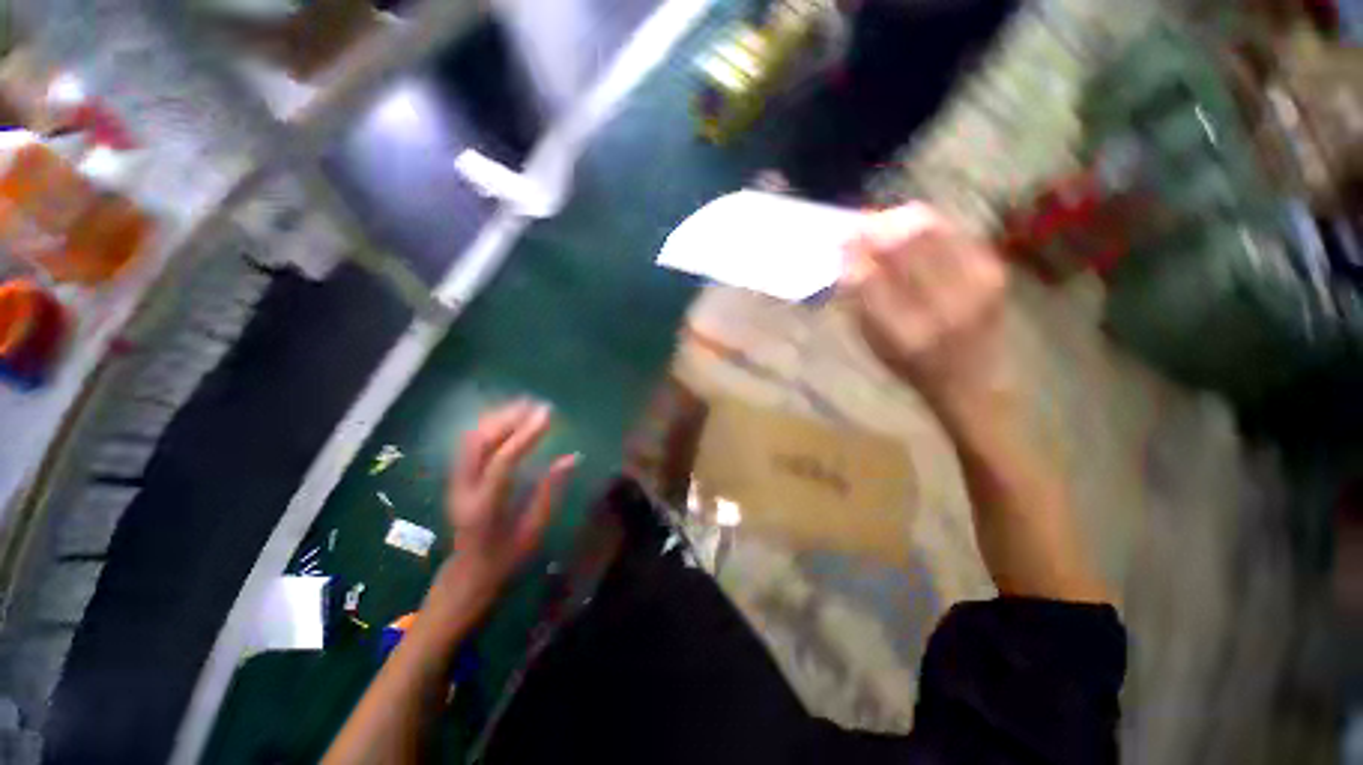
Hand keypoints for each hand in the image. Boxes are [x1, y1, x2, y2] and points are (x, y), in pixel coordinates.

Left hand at [442, 401, 577, 598]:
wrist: (467, 572)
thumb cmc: (507, 556)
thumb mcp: (535, 530)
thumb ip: (550, 492)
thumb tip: (572, 457)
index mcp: (484, 508)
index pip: (503, 462)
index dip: (526, 435)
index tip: (548, 414)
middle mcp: (463, 490)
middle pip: (478, 443)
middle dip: (508, 418)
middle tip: (537, 405)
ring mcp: (454, 481)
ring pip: (471, 438)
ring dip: (498, 418)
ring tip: (526, 406)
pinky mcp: (456, 476)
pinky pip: (470, 442)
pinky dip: (490, 425)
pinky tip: (509, 418)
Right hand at [845, 203, 1009, 418]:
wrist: (972, 379)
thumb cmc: (912, 367)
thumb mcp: (874, 342)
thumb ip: (859, 300)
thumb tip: (848, 256)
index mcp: (906, 331)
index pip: (871, 276)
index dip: (854, 251)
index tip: (842, 239)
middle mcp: (944, 304)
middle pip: (905, 241)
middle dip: (876, 226)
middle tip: (861, 225)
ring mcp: (975, 283)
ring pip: (931, 228)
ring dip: (900, 220)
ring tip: (883, 225)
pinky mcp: (993, 269)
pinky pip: (953, 231)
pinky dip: (927, 225)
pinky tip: (912, 231)